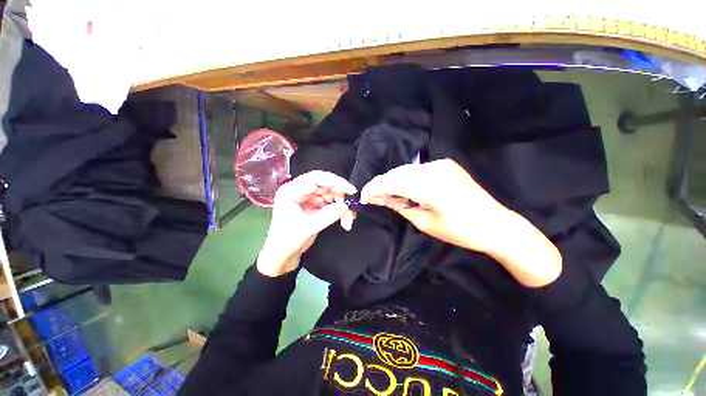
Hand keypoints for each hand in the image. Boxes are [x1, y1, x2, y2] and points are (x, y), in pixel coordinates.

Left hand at [256, 171, 355, 276]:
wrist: (282, 256)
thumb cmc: (286, 241)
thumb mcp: (307, 228)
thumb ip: (327, 216)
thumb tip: (346, 206)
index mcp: (292, 190)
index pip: (316, 178)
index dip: (335, 181)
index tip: (350, 190)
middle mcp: (301, 191)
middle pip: (327, 186)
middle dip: (341, 198)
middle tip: (350, 210)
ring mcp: (309, 199)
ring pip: (332, 195)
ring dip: (342, 206)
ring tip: (348, 220)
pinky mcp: (315, 207)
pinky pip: (332, 204)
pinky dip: (340, 211)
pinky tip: (344, 220)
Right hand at [360, 159, 561, 286]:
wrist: (496, 224)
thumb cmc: (460, 230)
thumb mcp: (425, 222)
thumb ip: (400, 206)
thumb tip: (380, 198)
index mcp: (429, 185)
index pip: (391, 181)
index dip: (374, 188)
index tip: (363, 197)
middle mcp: (433, 168)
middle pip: (397, 172)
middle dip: (382, 184)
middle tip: (373, 198)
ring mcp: (441, 164)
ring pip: (406, 170)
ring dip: (393, 181)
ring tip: (386, 195)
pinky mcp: (446, 165)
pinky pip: (418, 170)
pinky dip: (406, 178)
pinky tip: (404, 189)